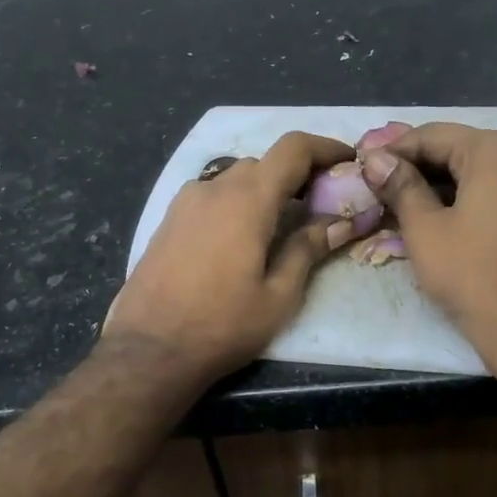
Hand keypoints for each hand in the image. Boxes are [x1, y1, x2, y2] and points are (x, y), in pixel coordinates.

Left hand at [103, 131, 357, 387]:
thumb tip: (338, 223)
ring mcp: (185, 201)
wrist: (149, 349)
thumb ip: (307, 250)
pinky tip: (241, 239)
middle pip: (264, 163)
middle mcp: (214, 188)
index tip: (348, 161)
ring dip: (264, 190)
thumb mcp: (278, 296)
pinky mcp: (168, 220)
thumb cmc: (221, 325)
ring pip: (235, 179)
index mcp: (247, 200)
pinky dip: (236, 202)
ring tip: (282, 225)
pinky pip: (211, 196)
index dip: (325, 148)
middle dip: (296, 175)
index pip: (292, 149)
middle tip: (320, 205)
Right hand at [360, 123, 496, 370]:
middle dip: (417, 168)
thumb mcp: (425, 229)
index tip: (363, 168)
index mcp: (496, 151)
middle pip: (459, 150)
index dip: (393, 151)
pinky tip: (440, 220)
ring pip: (480, 173)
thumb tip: (376, 160)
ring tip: (403, 207)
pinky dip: (468, 199)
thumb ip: (400, 187)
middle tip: (379, 189)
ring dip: (441, 185)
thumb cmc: (474, 276)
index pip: (433, 135)